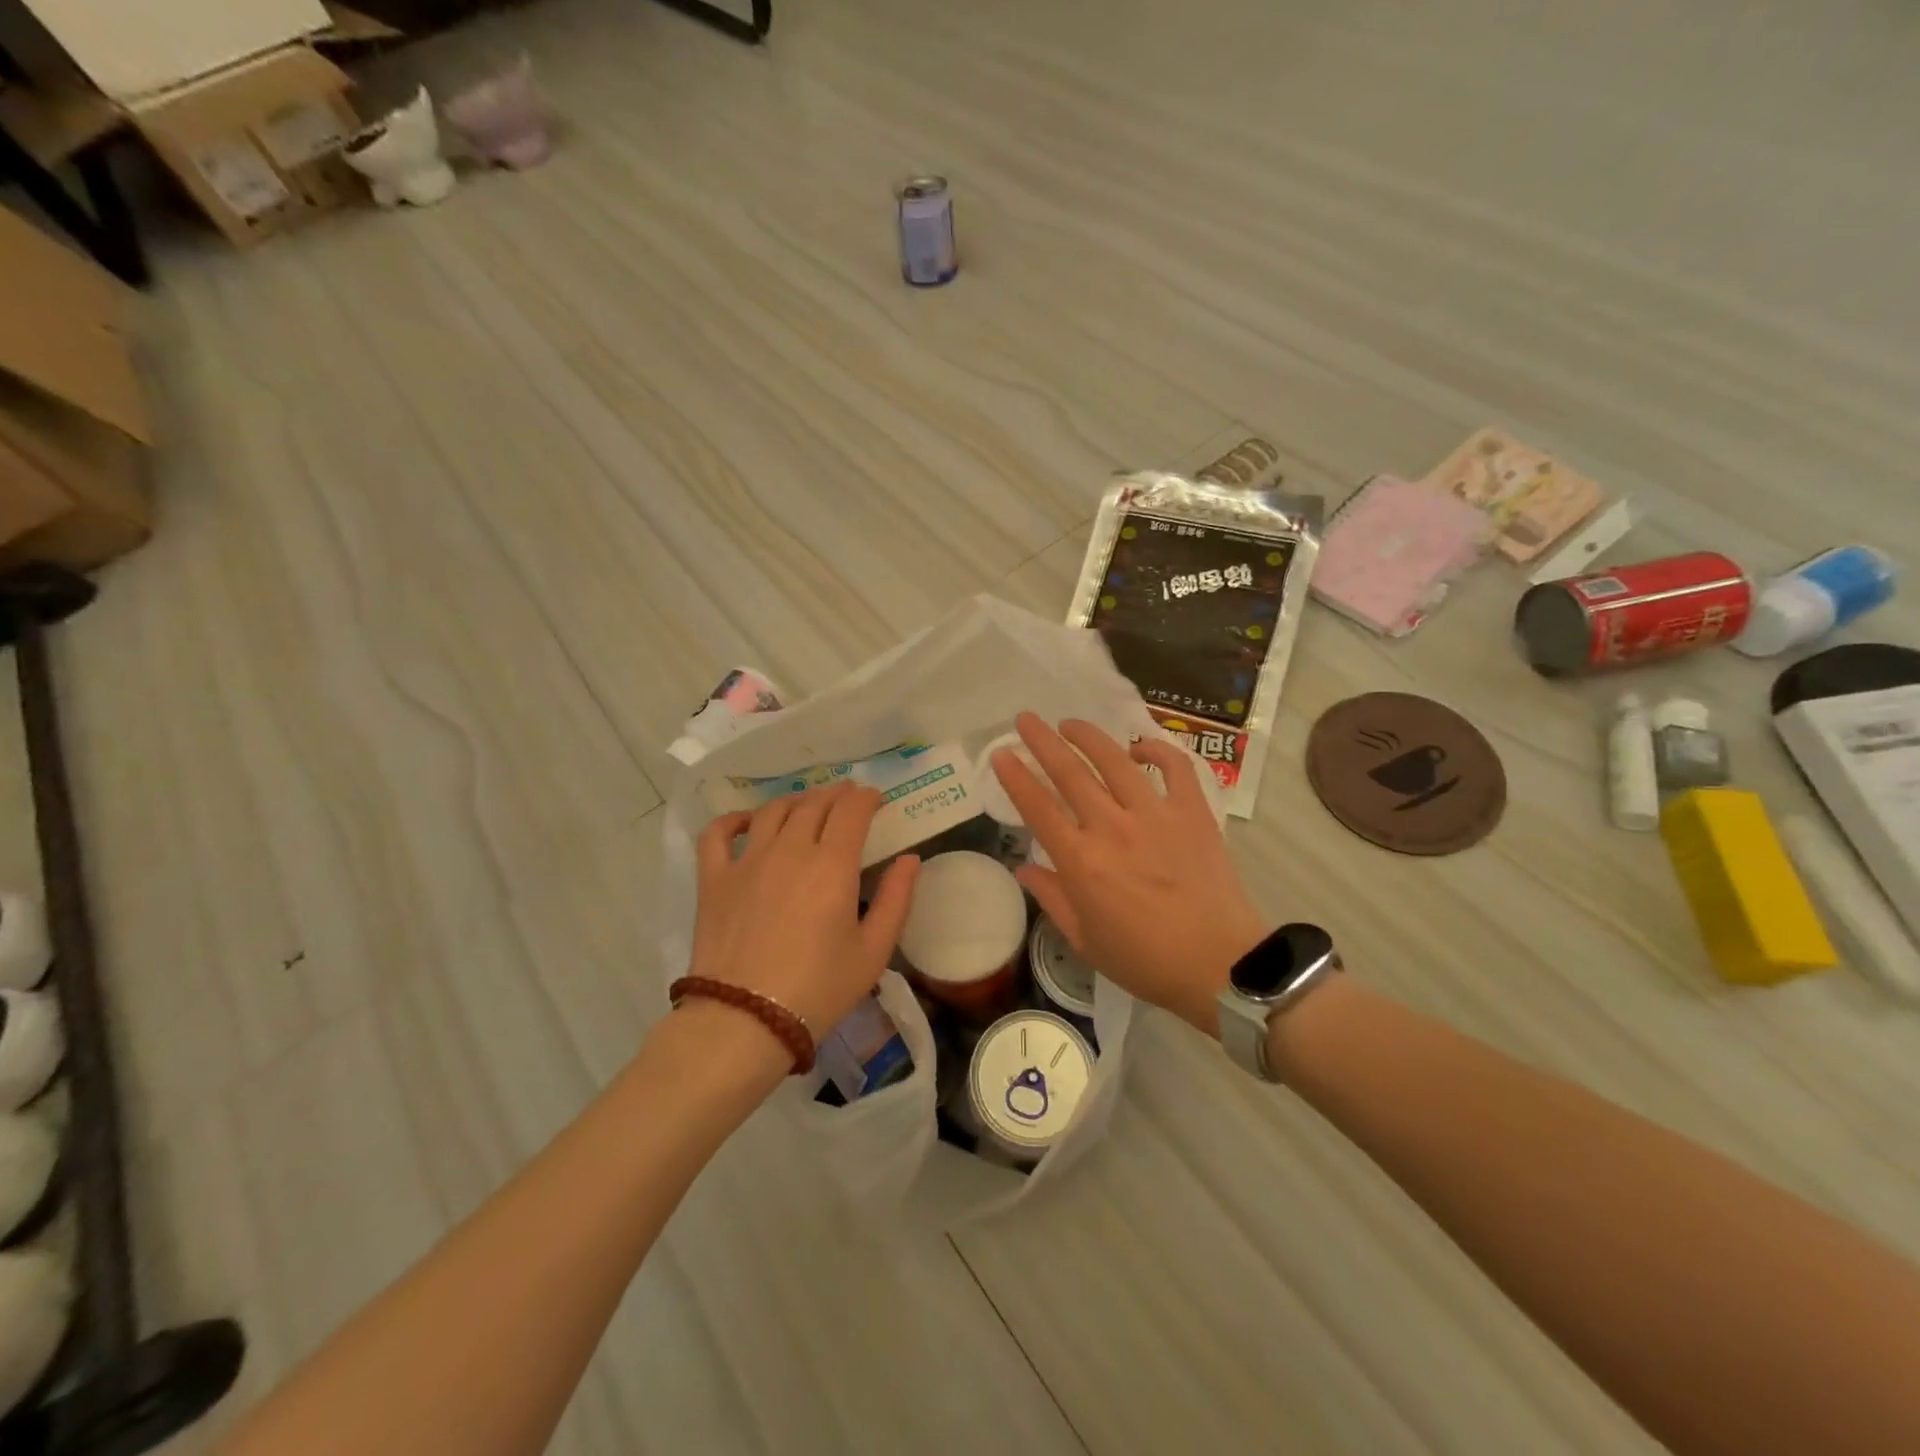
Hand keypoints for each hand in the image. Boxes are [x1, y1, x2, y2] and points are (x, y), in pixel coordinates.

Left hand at [689, 784, 919, 1047]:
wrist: (745, 1021)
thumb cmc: (819, 989)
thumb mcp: (874, 952)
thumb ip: (896, 899)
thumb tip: (909, 859)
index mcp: (832, 864)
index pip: (852, 810)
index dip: (867, 798)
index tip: (876, 800)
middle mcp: (790, 849)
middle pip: (814, 803)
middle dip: (836, 794)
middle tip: (848, 799)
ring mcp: (747, 861)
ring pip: (773, 810)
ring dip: (796, 801)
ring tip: (808, 806)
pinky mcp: (714, 879)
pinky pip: (718, 833)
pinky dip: (734, 819)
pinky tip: (748, 822)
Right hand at [991, 713, 1267, 1035]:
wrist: (1220, 965)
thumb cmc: (1145, 961)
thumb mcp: (1085, 940)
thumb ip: (1051, 897)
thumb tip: (1024, 867)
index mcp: (1081, 861)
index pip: (1038, 807)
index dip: (1015, 777)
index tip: (1001, 753)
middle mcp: (1112, 827)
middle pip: (1070, 773)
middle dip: (1043, 741)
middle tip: (1026, 719)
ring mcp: (1155, 814)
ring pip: (1116, 760)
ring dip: (1089, 736)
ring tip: (1070, 723)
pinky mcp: (1192, 812)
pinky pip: (1175, 767)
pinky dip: (1157, 750)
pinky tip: (1140, 747)